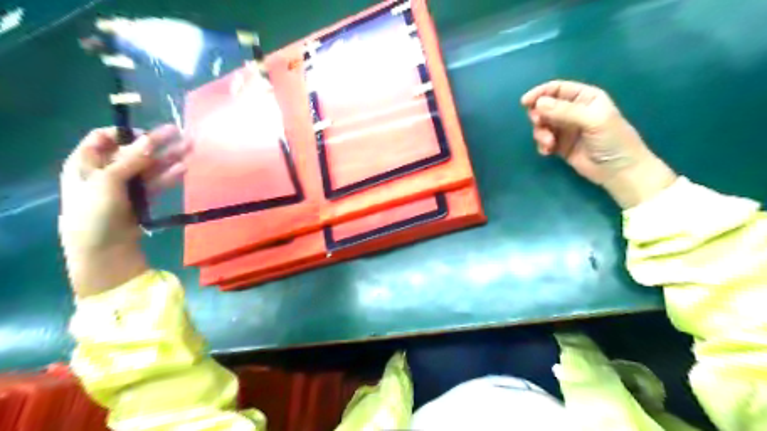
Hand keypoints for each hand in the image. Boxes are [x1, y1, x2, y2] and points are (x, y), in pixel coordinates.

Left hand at [59, 125, 189, 296]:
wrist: (104, 249)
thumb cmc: (95, 212)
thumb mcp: (108, 181)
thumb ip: (130, 160)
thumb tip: (149, 139)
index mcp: (86, 162)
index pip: (104, 138)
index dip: (126, 133)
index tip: (147, 132)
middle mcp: (105, 171)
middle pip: (133, 151)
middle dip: (156, 142)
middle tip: (180, 133)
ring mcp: (125, 186)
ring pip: (149, 167)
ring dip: (169, 158)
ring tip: (190, 149)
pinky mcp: (141, 200)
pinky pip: (157, 183)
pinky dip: (169, 176)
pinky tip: (184, 169)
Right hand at [522, 81, 675, 208]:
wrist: (619, 171)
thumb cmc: (612, 140)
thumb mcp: (592, 120)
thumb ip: (565, 111)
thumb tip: (538, 103)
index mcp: (585, 98)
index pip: (557, 89)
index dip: (540, 93)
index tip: (525, 103)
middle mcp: (573, 110)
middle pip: (546, 106)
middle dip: (539, 115)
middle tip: (539, 124)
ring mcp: (566, 129)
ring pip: (542, 124)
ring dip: (540, 132)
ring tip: (548, 143)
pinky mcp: (560, 145)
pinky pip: (544, 140)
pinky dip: (542, 144)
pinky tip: (548, 152)